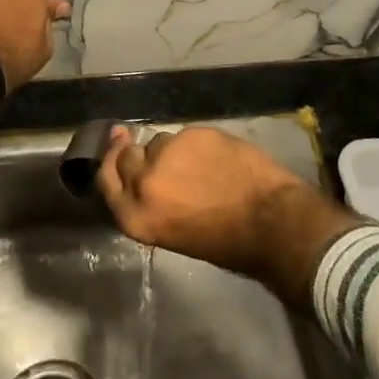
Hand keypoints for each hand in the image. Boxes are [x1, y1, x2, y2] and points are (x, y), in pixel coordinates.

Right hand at [96, 125, 360, 307]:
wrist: (272, 222)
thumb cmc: (227, 243)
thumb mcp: (173, 234)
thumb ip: (149, 204)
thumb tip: (143, 179)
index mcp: (137, 217)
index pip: (107, 181)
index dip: (109, 162)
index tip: (116, 145)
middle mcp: (144, 184)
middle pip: (127, 156)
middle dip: (138, 155)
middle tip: (162, 160)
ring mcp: (168, 155)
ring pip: (159, 142)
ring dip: (171, 151)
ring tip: (198, 166)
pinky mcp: (193, 135)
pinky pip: (185, 135)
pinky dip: (196, 145)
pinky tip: (216, 157)